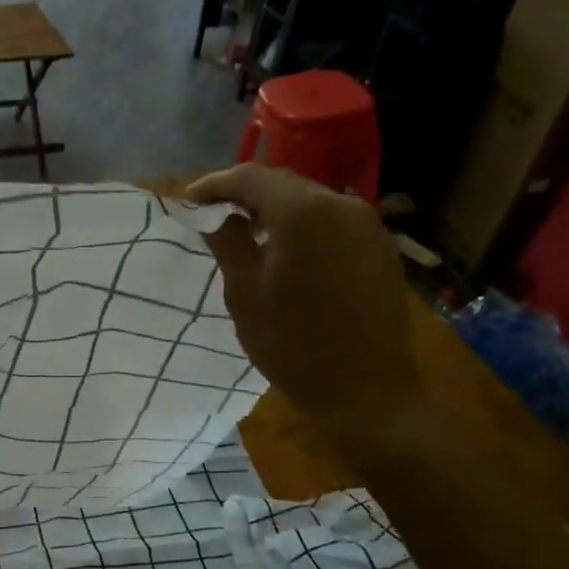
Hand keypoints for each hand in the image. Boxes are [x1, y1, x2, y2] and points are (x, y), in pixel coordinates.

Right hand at [187, 165, 420, 441]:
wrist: (365, 391)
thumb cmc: (294, 345)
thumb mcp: (245, 295)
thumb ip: (228, 244)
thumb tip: (218, 217)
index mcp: (303, 212)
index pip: (251, 177)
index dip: (215, 184)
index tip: (189, 199)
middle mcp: (341, 205)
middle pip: (284, 184)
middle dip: (246, 195)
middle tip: (213, 213)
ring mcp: (367, 226)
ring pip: (311, 203)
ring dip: (276, 211)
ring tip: (247, 232)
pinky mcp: (380, 249)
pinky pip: (333, 223)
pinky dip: (304, 228)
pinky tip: (287, 252)